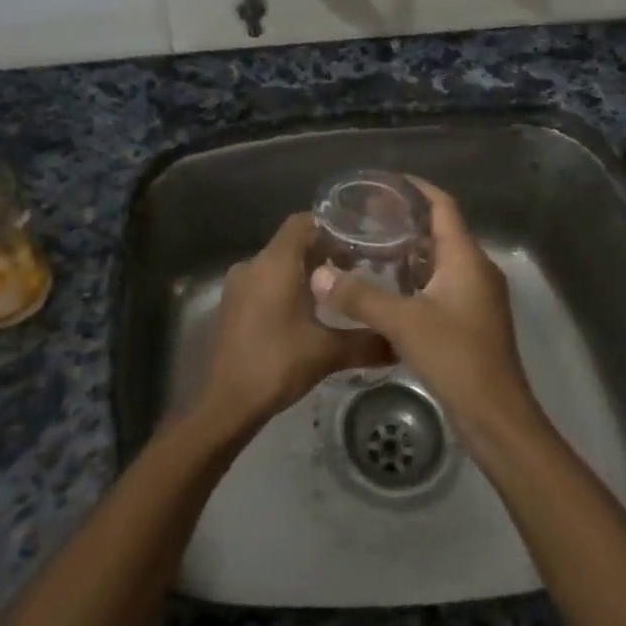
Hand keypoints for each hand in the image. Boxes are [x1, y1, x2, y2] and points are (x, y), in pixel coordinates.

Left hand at [198, 212, 394, 430]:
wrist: (226, 403)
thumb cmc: (276, 364)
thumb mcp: (327, 352)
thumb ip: (367, 342)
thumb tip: (400, 342)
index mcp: (275, 263)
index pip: (303, 222)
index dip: (330, 226)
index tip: (357, 241)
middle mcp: (253, 264)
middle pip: (291, 243)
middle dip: (323, 252)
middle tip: (355, 270)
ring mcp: (238, 285)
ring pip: (277, 264)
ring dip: (304, 272)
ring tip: (335, 293)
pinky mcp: (232, 305)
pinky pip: (263, 282)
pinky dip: (285, 287)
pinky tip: (306, 313)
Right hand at [315, 177, 537, 446]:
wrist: (496, 416)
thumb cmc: (455, 357)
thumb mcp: (403, 322)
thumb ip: (359, 295)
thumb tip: (319, 274)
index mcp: (466, 258)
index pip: (443, 206)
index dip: (416, 188)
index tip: (385, 181)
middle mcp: (475, 269)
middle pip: (440, 230)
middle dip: (405, 220)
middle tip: (366, 215)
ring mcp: (475, 296)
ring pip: (439, 260)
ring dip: (409, 251)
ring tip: (370, 245)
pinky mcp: (470, 320)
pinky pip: (441, 284)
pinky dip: (415, 278)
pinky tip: (387, 287)